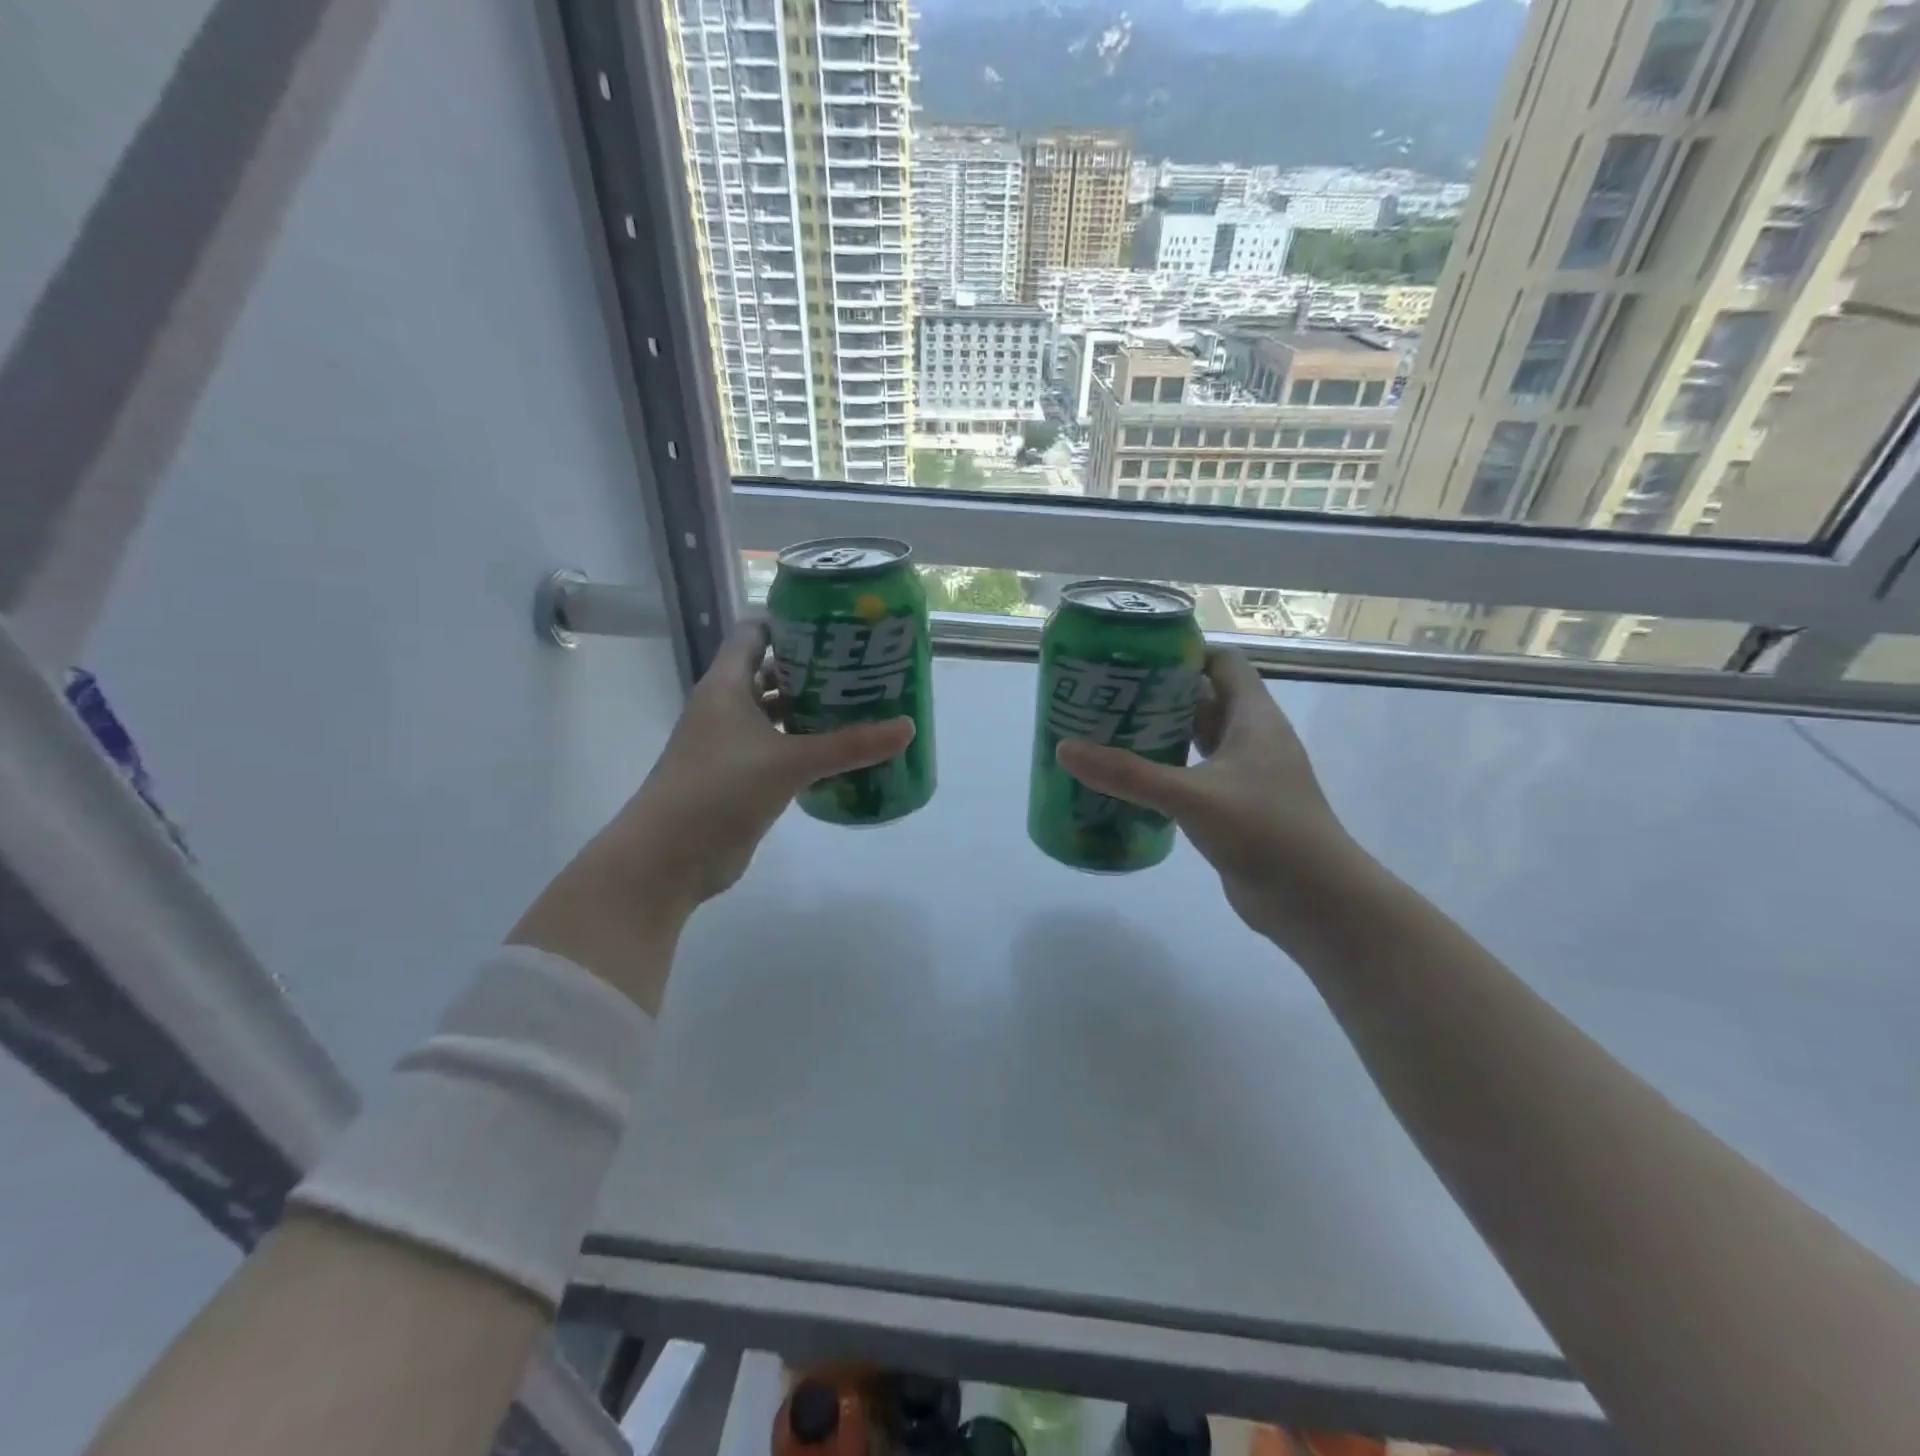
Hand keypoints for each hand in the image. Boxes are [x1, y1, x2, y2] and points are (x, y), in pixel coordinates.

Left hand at [508, 621, 913, 1008]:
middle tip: (862, 667)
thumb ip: (849, 745)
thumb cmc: (720, 790)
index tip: (836, 626)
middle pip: (770, 673)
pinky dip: (804, 746)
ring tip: (860, 704)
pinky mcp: (739, 777)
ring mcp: (730, 744)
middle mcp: (725, 707)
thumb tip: (907, 727)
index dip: (790, 624)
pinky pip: (777, 749)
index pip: (754, 633)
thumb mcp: (790, 762)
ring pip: (775, 714)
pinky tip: (839, 751)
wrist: (668, 858)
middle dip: (813, 669)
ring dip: (810, 710)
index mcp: (726, 686)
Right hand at [1056, 648, 1361, 943]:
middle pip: (1202, 700)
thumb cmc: (1266, 832)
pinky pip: (1194, 777)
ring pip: (1196, 741)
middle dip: (1157, 695)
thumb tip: (1065, 749)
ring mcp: (1244, 776)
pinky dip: (1165, 773)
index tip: (1133, 658)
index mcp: (1253, 717)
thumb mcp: (1193, 797)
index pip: (1221, 663)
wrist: (1316, 902)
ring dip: (1158, 735)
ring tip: (1106, 733)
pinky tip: (1129, 782)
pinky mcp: (1234, 809)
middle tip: (1106, 696)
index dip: (1182, 653)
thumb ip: (1129, 774)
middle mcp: (1251, 739)